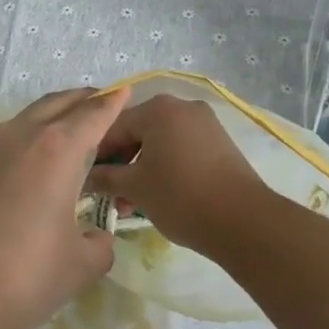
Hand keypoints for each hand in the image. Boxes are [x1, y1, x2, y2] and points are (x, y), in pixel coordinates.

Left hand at [0, 87, 129, 328]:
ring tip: (62, 139)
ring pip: (22, 122)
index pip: (93, 113)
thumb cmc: (23, 281)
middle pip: (56, 104)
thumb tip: (96, 236)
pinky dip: (16, 147)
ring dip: (47, 122)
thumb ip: (100, 242)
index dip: (113, 102)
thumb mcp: (81, 266)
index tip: (125, 91)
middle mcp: (16, 137)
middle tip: (99, 104)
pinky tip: (18, 176)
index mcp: (56, 150)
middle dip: (81, 101)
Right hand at [85, 94, 271, 252]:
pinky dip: (165, 168)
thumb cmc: (180, 196)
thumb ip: (106, 177)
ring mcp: (205, 124)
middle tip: (109, 194)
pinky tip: (158, 196)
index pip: (114, 126)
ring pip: (161, 143)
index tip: (86, 178)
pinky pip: (182, 149)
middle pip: (139, 132)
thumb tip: (87, 176)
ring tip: (132, 203)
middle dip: (121, 163)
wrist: (243, 221)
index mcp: (158, 109)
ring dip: (142, 169)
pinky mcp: (220, 144)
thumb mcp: (135, 187)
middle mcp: (182, 107)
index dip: (97, 153)